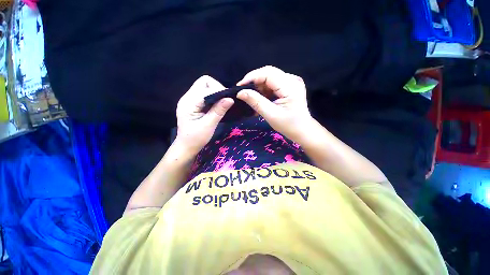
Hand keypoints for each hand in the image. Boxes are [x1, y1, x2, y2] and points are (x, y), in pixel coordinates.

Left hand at [176, 75, 233, 154]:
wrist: (186, 146)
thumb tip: (230, 99)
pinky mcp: (192, 103)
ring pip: (204, 87)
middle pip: (204, 82)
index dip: (219, 90)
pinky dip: (212, 97)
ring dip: (214, 92)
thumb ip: (218, 111)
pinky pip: (203, 94)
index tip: (228, 100)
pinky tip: (215, 106)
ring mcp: (189, 100)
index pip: (205, 87)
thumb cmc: (196, 138)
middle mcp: (187, 97)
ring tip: (220, 104)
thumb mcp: (209, 125)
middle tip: (224, 101)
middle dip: (216, 88)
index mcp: (189, 102)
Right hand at [236, 66, 312, 142]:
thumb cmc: (289, 125)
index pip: (267, 73)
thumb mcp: (271, 115)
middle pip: (268, 73)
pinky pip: (273, 83)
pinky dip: (264, 90)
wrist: (303, 130)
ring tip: (251, 98)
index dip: (251, 77)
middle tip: (244, 92)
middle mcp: (292, 79)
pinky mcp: (290, 86)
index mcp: (290, 86)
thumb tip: (240, 92)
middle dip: (254, 81)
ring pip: (270, 77)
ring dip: (258, 86)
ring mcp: (292, 82)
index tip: (239, 87)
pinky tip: (260, 98)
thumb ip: (256, 102)